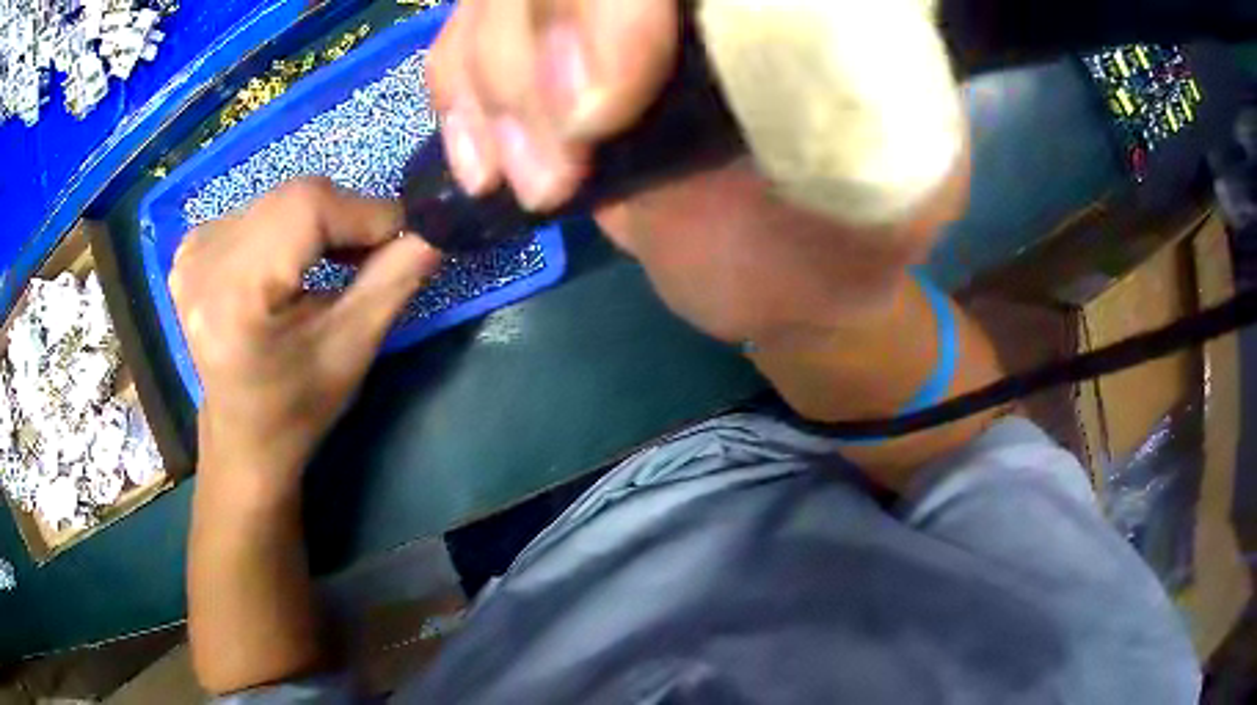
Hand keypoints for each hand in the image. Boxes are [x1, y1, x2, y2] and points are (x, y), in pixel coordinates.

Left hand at [169, 178, 440, 500]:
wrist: (243, 438)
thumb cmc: (296, 408)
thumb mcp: (352, 350)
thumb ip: (396, 280)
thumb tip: (436, 227)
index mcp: (233, 295)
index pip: (307, 208)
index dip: (365, 212)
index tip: (404, 237)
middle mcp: (202, 260)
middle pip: (294, 198)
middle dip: (346, 217)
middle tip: (374, 253)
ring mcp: (192, 250)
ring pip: (281, 199)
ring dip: (320, 221)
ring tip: (336, 260)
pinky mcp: (192, 248)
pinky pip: (259, 210)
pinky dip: (290, 226)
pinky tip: (293, 261)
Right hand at [429, 0, 967, 344]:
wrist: (790, 273)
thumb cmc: (849, 235)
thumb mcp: (891, 187)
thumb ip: (863, 113)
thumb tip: (772, 41)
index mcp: (783, 4)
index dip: (609, 6)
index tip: (599, 111)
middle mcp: (684, 0)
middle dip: (535, 48)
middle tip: (561, 163)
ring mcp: (607, 15)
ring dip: (495, 90)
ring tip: (539, 185)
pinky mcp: (553, 57)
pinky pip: (462, 46)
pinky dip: (460, 101)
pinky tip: (487, 166)